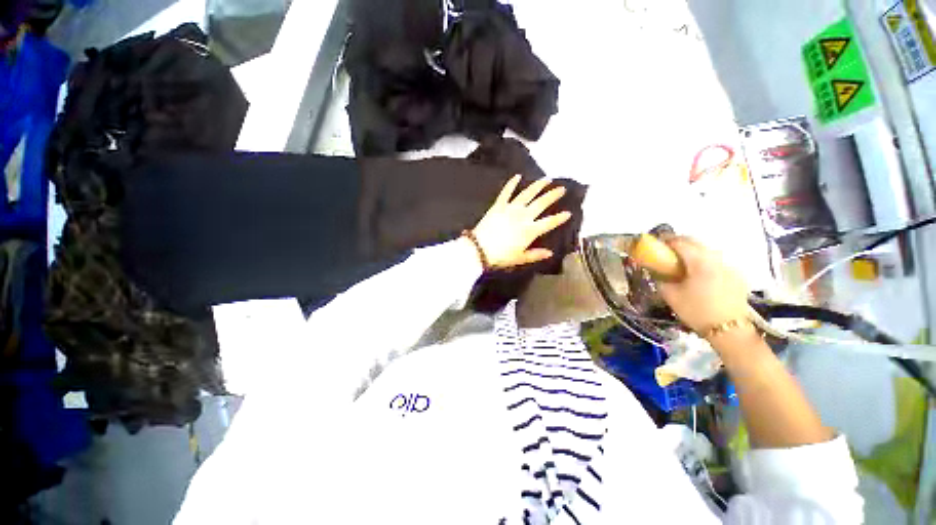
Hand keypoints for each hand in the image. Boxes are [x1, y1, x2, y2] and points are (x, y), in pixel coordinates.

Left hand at [471, 175, 571, 268]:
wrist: (479, 248)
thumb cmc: (501, 256)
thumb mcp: (520, 258)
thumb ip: (536, 255)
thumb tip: (550, 253)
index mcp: (530, 230)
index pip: (549, 222)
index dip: (560, 218)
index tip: (568, 213)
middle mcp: (523, 216)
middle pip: (541, 203)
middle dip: (552, 195)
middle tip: (562, 188)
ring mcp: (511, 208)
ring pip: (527, 194)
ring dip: (537, 186)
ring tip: (546, 179)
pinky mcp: (498, 205)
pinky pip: (506, 192)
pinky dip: (512, 183)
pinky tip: (518, 176)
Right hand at [657, 237, 750, 332]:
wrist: (730, 331)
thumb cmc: (697, 311)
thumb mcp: (670, 295)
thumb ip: (660, 278)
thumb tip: (655, 270)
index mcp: (700, 261)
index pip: (680, 242)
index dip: (665, 240)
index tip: (655, 244)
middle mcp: (717, 258)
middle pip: (695, 242)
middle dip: (679, 243)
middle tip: (666, 252)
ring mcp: (729, 265)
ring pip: (707, 250)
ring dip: (692, 252)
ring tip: (682, 263)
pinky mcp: (736, 274)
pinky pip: (716, 260)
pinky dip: (704, 261)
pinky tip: (699, 274)